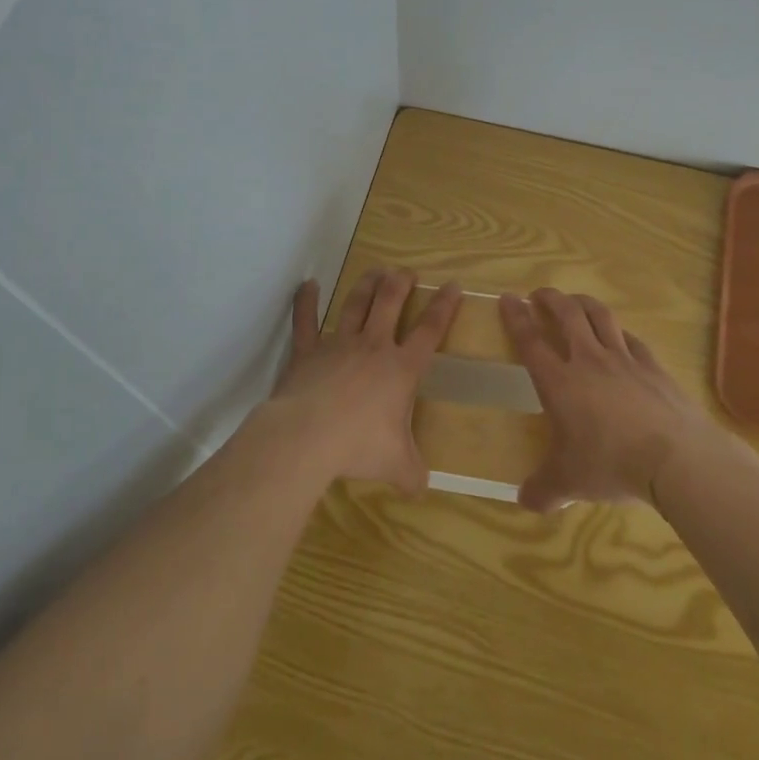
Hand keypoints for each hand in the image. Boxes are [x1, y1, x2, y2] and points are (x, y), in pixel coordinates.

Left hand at [270, 268, 461, 494]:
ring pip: (356, 304)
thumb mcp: (397, 465)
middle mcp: (373, 347)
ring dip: (367, 285)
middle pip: (390, 303)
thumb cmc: (360, 446)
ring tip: (376, 270)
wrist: (309, 435)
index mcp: (401, 369)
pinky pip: (305, 321)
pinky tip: (307, 284)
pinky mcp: (307, 351)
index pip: (430, 330)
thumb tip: (421, 489)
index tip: (453, 285)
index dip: (443, 307)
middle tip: (407, 271)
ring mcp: (338, 344)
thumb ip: (412, 474)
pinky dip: (306, 302)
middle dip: (401, 283)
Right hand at [500, 288, 758, 511]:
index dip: (516, 317)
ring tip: (575, 300)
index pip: (530, 340)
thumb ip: (544, 490)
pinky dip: (619, 331)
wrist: (675, 458)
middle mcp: (588, 360)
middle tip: (539, 294)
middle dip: (550, 299)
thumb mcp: (569, 483)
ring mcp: (624, 359)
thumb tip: (523, 502)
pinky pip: (631, 339)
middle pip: (566, 315)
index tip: (508, 298)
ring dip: (583, 302)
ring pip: (600, 316)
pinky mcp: (652, 366)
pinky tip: (620, 336)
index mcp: (559, 382)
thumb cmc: (611, 464)